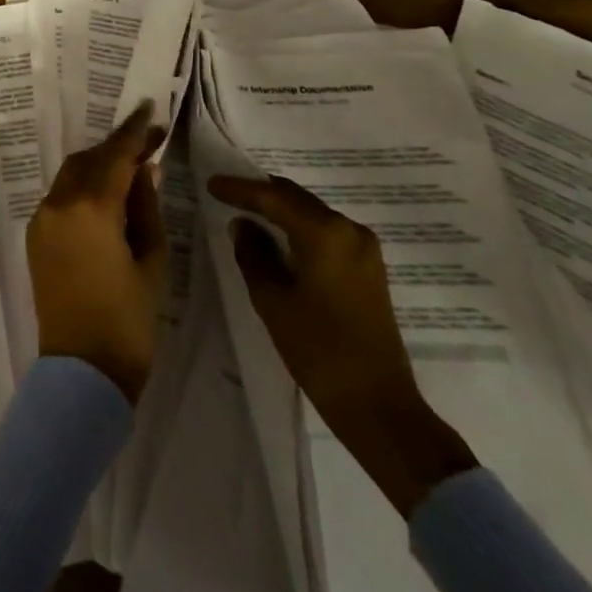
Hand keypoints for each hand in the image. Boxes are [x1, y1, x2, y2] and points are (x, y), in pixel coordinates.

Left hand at [28, 105, 168, 403]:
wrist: (82, 373)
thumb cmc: (129, 321)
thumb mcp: (152, 262)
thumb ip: (147, 209)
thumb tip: (145, 171)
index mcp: (91, 207)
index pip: (116, 155)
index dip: (135, 132)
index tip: (150, 111)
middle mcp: (59, 203)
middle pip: (90, 160)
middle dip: (117, 149)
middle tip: (147, 145)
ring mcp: (42, 219)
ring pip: (72, 175)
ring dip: (98, 166)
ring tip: (129, 170)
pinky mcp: (35, 237)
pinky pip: (60, 197)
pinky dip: (82, 188)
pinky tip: (104, 198)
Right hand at [208, 174, 477, 515]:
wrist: (379, 408)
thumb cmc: (320, 351)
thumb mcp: (272, 301)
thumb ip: (253, 254)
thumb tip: (242, 225)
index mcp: (325, 233)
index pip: (273, 197)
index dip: (240, 189)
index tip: (212, 183)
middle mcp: (349, 230)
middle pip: (296, 198)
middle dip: (261, 194)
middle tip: (228, 194)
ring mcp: (364, 249)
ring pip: (312, 213)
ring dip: (281, 210)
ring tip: (248, 213)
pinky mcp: (369, 269)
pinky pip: (326, 231)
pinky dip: (299, 227)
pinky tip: (279, 237)